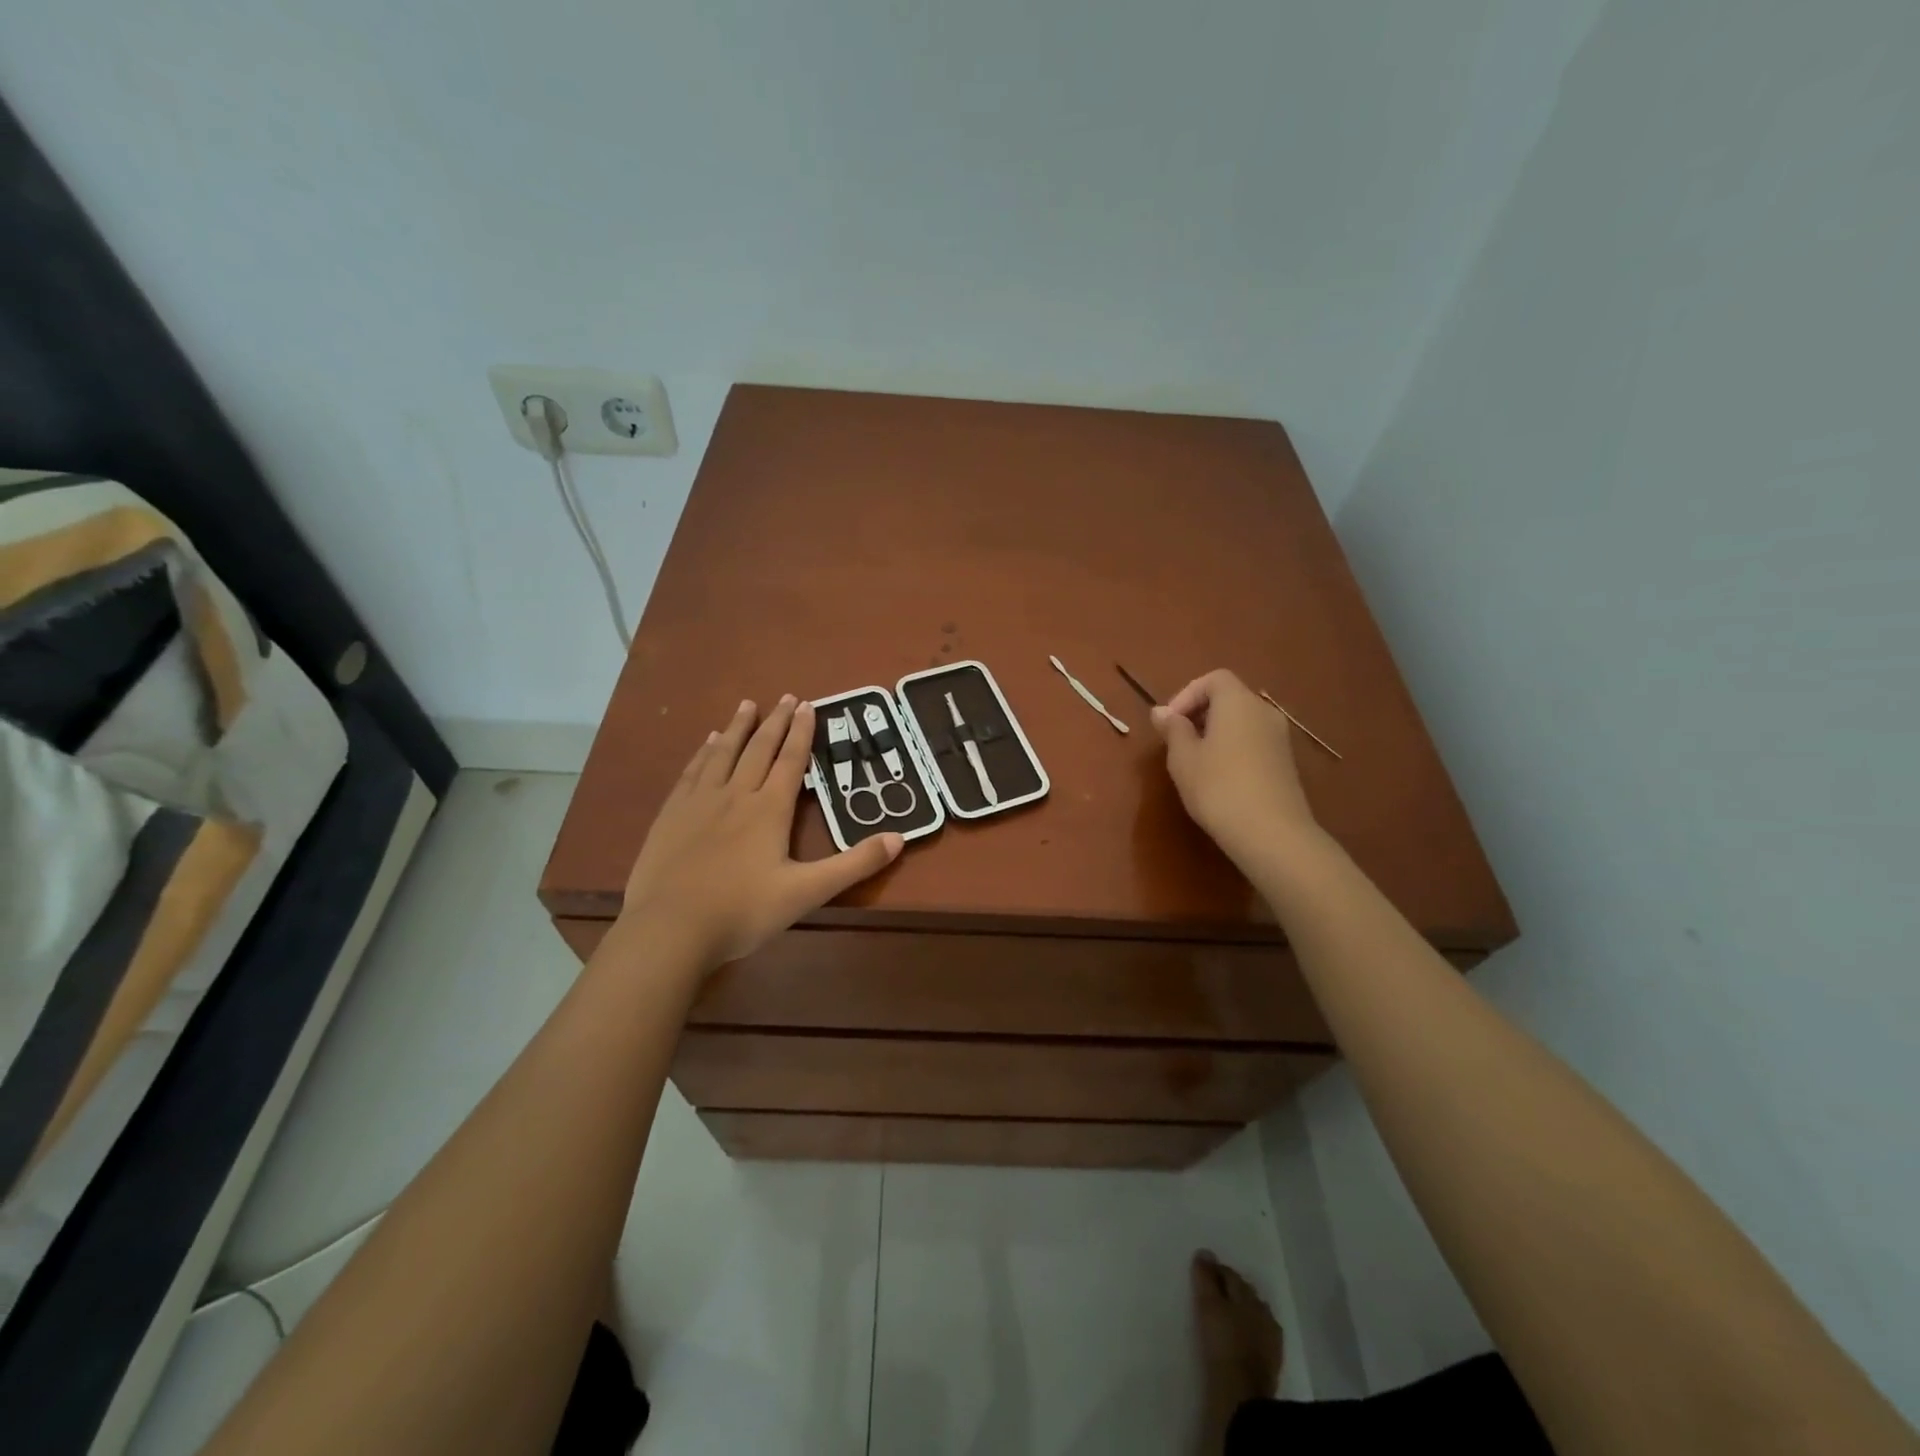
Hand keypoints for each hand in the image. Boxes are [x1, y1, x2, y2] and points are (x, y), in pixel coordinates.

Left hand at [621, 696, 902, 970]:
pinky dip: (703, 752)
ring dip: (737, 727)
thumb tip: (899, 838)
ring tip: (747, 705)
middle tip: (786, 697)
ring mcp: (699, 802)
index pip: (791, 760)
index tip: (808, 705)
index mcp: (769, 809)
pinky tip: (706, 743)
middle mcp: (736, 794)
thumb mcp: (808, 892)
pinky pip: (692, 771)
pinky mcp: (671, 814)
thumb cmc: (743, 911)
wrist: (670, 929)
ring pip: (722, 753)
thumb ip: (854, 865)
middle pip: (758, 749)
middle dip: (775, 722)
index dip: (802, 732)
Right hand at [1151, 669, 1318, 867]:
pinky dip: (1233, 748)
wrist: (1271, 833)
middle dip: (1199, 713)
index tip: (1169, 723)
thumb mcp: (1183, 758)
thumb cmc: (1218, 787)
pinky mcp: (1285, 763)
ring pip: (1242, 721)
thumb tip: (1162, 712)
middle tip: (1176, 741)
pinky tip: (1219, 778)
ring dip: (1215, 732)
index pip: (1213, 679)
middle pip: (1229, 698)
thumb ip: (1173, 730)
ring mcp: (1279, 738)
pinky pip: (1253, 741)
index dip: (1186, 695)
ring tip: (1194, 762)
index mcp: (1238, 702)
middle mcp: (1264, 712)